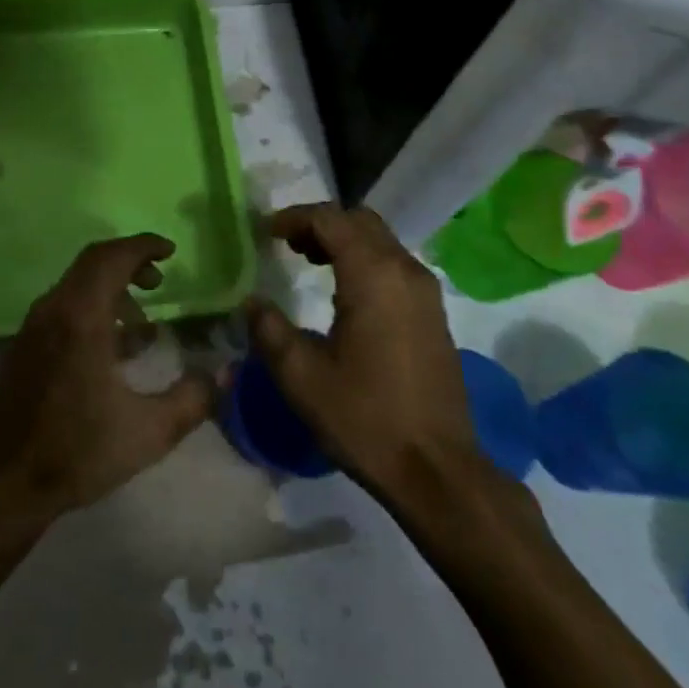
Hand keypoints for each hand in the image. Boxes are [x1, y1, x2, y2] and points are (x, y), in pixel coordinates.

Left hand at [0, 234, 214, 534]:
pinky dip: (92, 309)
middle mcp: (53, 310)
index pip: (111, 257)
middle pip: (92, 263)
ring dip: (111, 290)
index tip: (171, 251)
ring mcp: (33, 327)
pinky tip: (111, 350)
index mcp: (81, 318)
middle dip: (130, 263)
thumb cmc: (77, 452)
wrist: (4, 485)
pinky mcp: (23, 347)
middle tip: (160, 281)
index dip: (143, 246)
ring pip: (76, 286)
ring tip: (142, 325)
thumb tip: (219, 376)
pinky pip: (63, 308)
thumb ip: (191, 401)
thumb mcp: (148, 432)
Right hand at [245, 204, 488, 512]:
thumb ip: (269, 329)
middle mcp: (404, 270)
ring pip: (380, 240)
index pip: (330, 219)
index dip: (295, 218)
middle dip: (321, 223)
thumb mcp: (301, 376)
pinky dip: (365, 260)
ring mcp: (425, 291)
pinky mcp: (434, 313)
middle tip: (287, 243)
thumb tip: (251, 302)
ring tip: (308, 261)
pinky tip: (343, 292)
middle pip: (359, 220)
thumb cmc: (365, 418)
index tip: (266, 232)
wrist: (437, 470)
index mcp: (372, 274)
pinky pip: (395, 264)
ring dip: (344, 240)